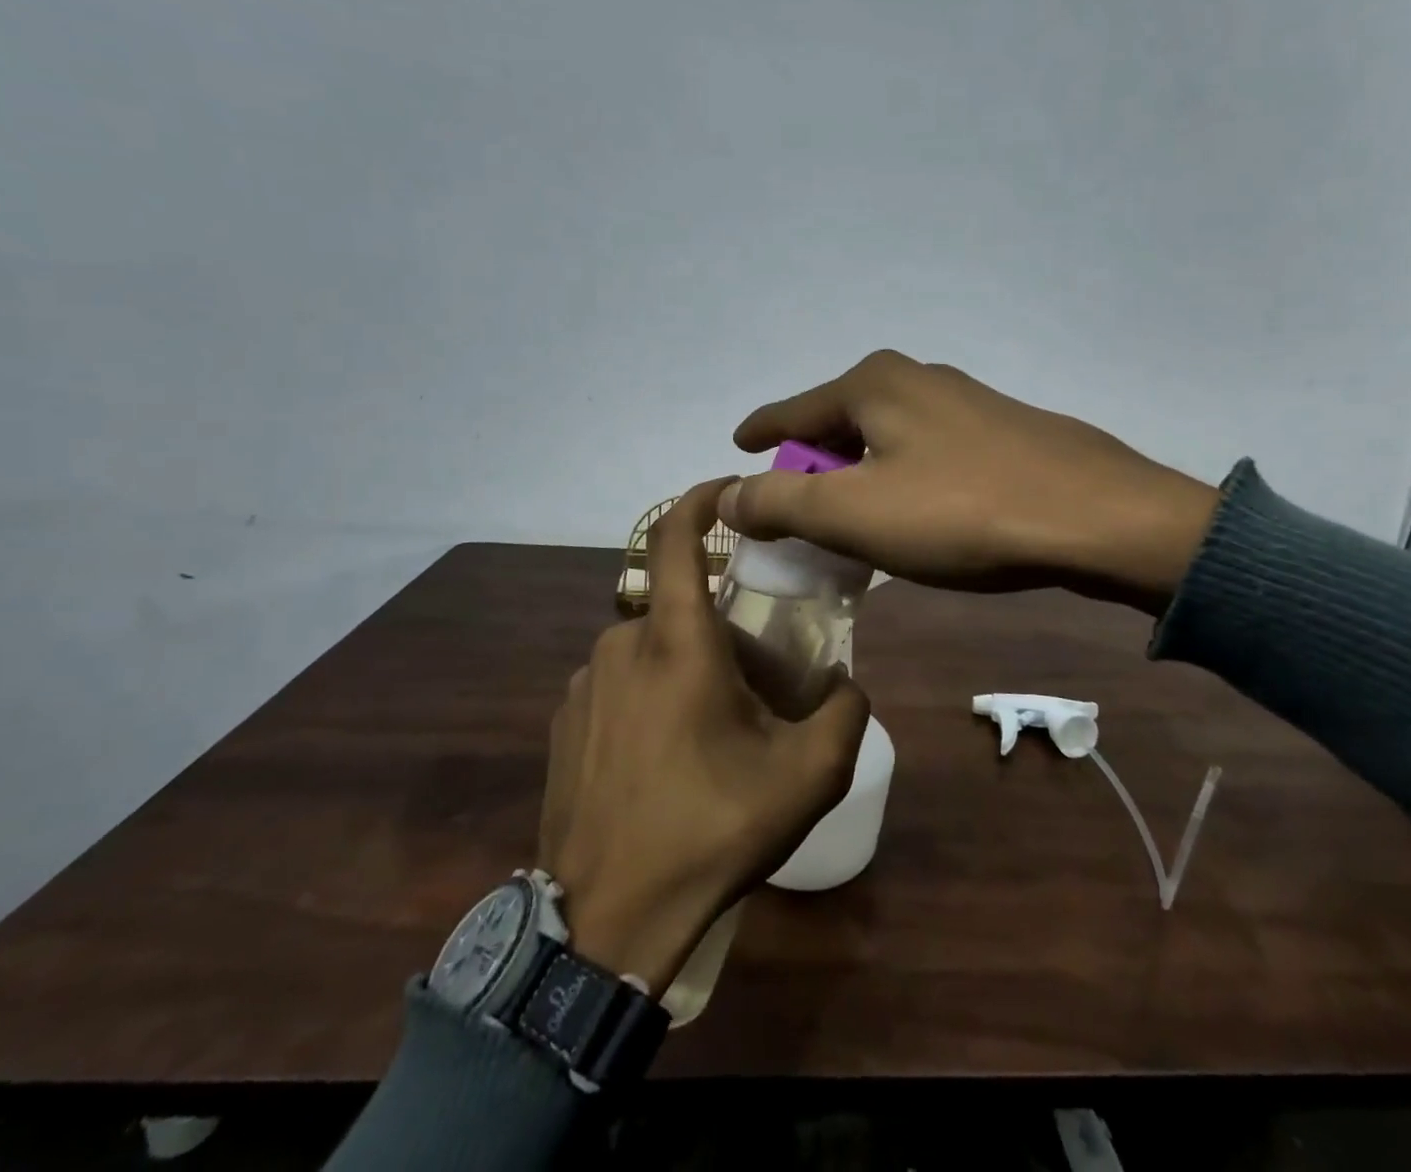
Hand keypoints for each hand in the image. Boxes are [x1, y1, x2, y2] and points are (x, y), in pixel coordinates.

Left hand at [538, 481, 869, 995]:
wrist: (604, 920)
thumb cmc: (709, 832)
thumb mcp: (807, 778)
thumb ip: (845, 713)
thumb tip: (846, 684)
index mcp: (675, 643)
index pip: (673, 537)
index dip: (699, 500)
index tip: (728, 490)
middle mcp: (621, 646)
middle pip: (678, 605)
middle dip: (720, 624)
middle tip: (757, 674)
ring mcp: (584, 685)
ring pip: (649, 648)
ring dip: (685, 665)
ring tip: (713, 727)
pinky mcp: (563, 722)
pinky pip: (619, 684)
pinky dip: (650, 694)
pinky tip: (666, 756)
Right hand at [718, 350, 1219, 614]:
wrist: (1095, 518)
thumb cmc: (960, 512)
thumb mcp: (854, 513)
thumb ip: (781, 502)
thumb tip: (726, 496)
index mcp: (873, 384)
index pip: (793, 410)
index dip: (761, 431)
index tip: (737, 446)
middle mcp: (916, 378)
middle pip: (839, 423)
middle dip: (812, 463)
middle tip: (794, 509)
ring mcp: (964, 402)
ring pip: (885, 439)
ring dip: (859, 476)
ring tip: (850, 520)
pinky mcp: (999, 431)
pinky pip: (924, 453)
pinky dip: (901, 480)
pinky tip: (914, 514)